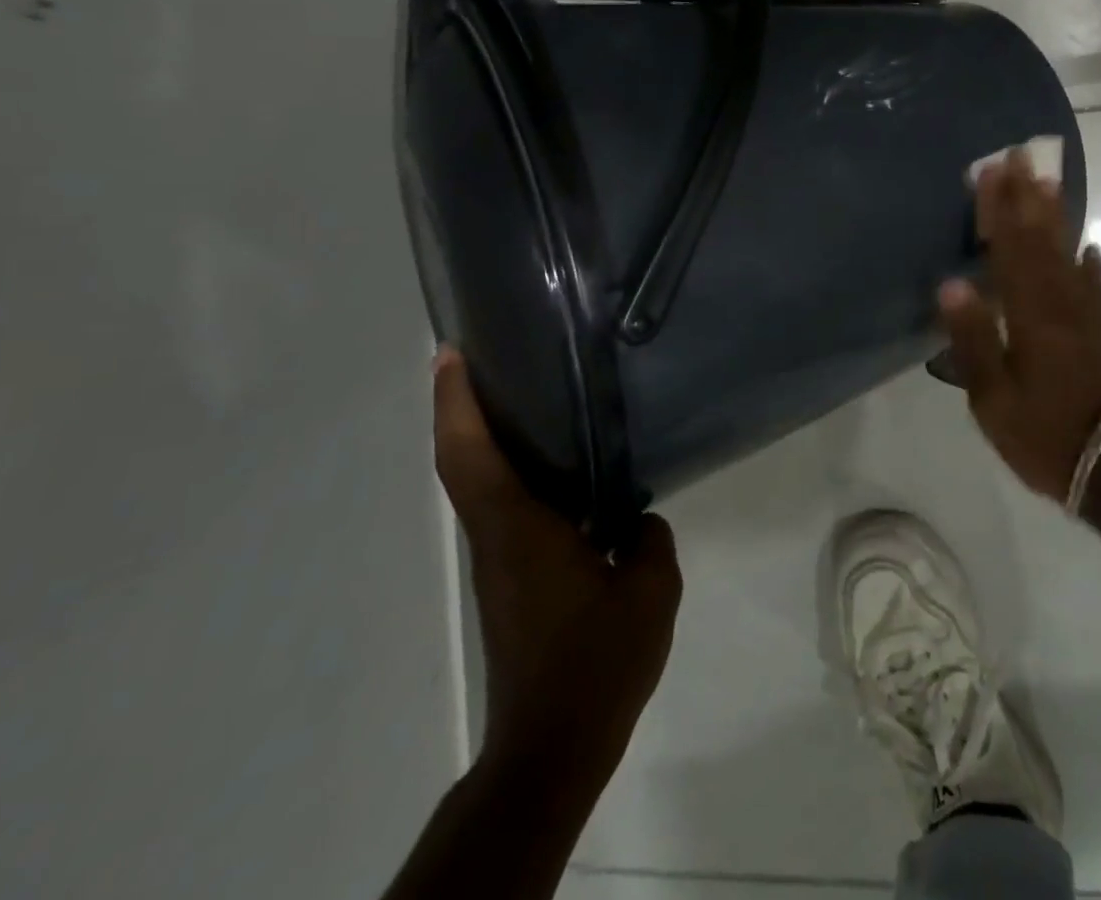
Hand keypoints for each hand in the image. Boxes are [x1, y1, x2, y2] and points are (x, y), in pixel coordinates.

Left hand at [432, 348, 681, 787]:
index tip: (451, 356)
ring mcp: (502, 562)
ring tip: (533, 398)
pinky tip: (567, 470)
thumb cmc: (595, 661)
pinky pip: (507, 509)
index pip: (469, 456)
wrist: (552, 744)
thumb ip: (649, 540)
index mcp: (520, 530)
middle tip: (490, 359)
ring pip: (482, 485)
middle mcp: (498, 539)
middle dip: (464, 408)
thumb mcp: (649, 591)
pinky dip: (516, 474)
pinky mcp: (514, 581)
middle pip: (464, 462)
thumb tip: (637, 521)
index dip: (454, 403)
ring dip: (488, 439)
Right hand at [937, 149, 1100, 500]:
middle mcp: (1062, 302)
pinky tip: (1090, 247)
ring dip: (1057, 215)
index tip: (991, 171)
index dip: (999, 209)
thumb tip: (952, 283)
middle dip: (1027, 196)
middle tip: (1020, 155)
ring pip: (1069, 252)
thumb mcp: (993, 398)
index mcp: (1030, 314)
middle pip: (1041, 239)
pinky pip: (1097, 285)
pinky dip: (1091, 263)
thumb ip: (972, 339)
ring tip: (1048, 182)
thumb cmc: (1046, 433)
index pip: (1009, 248)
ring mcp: (1090, 314)